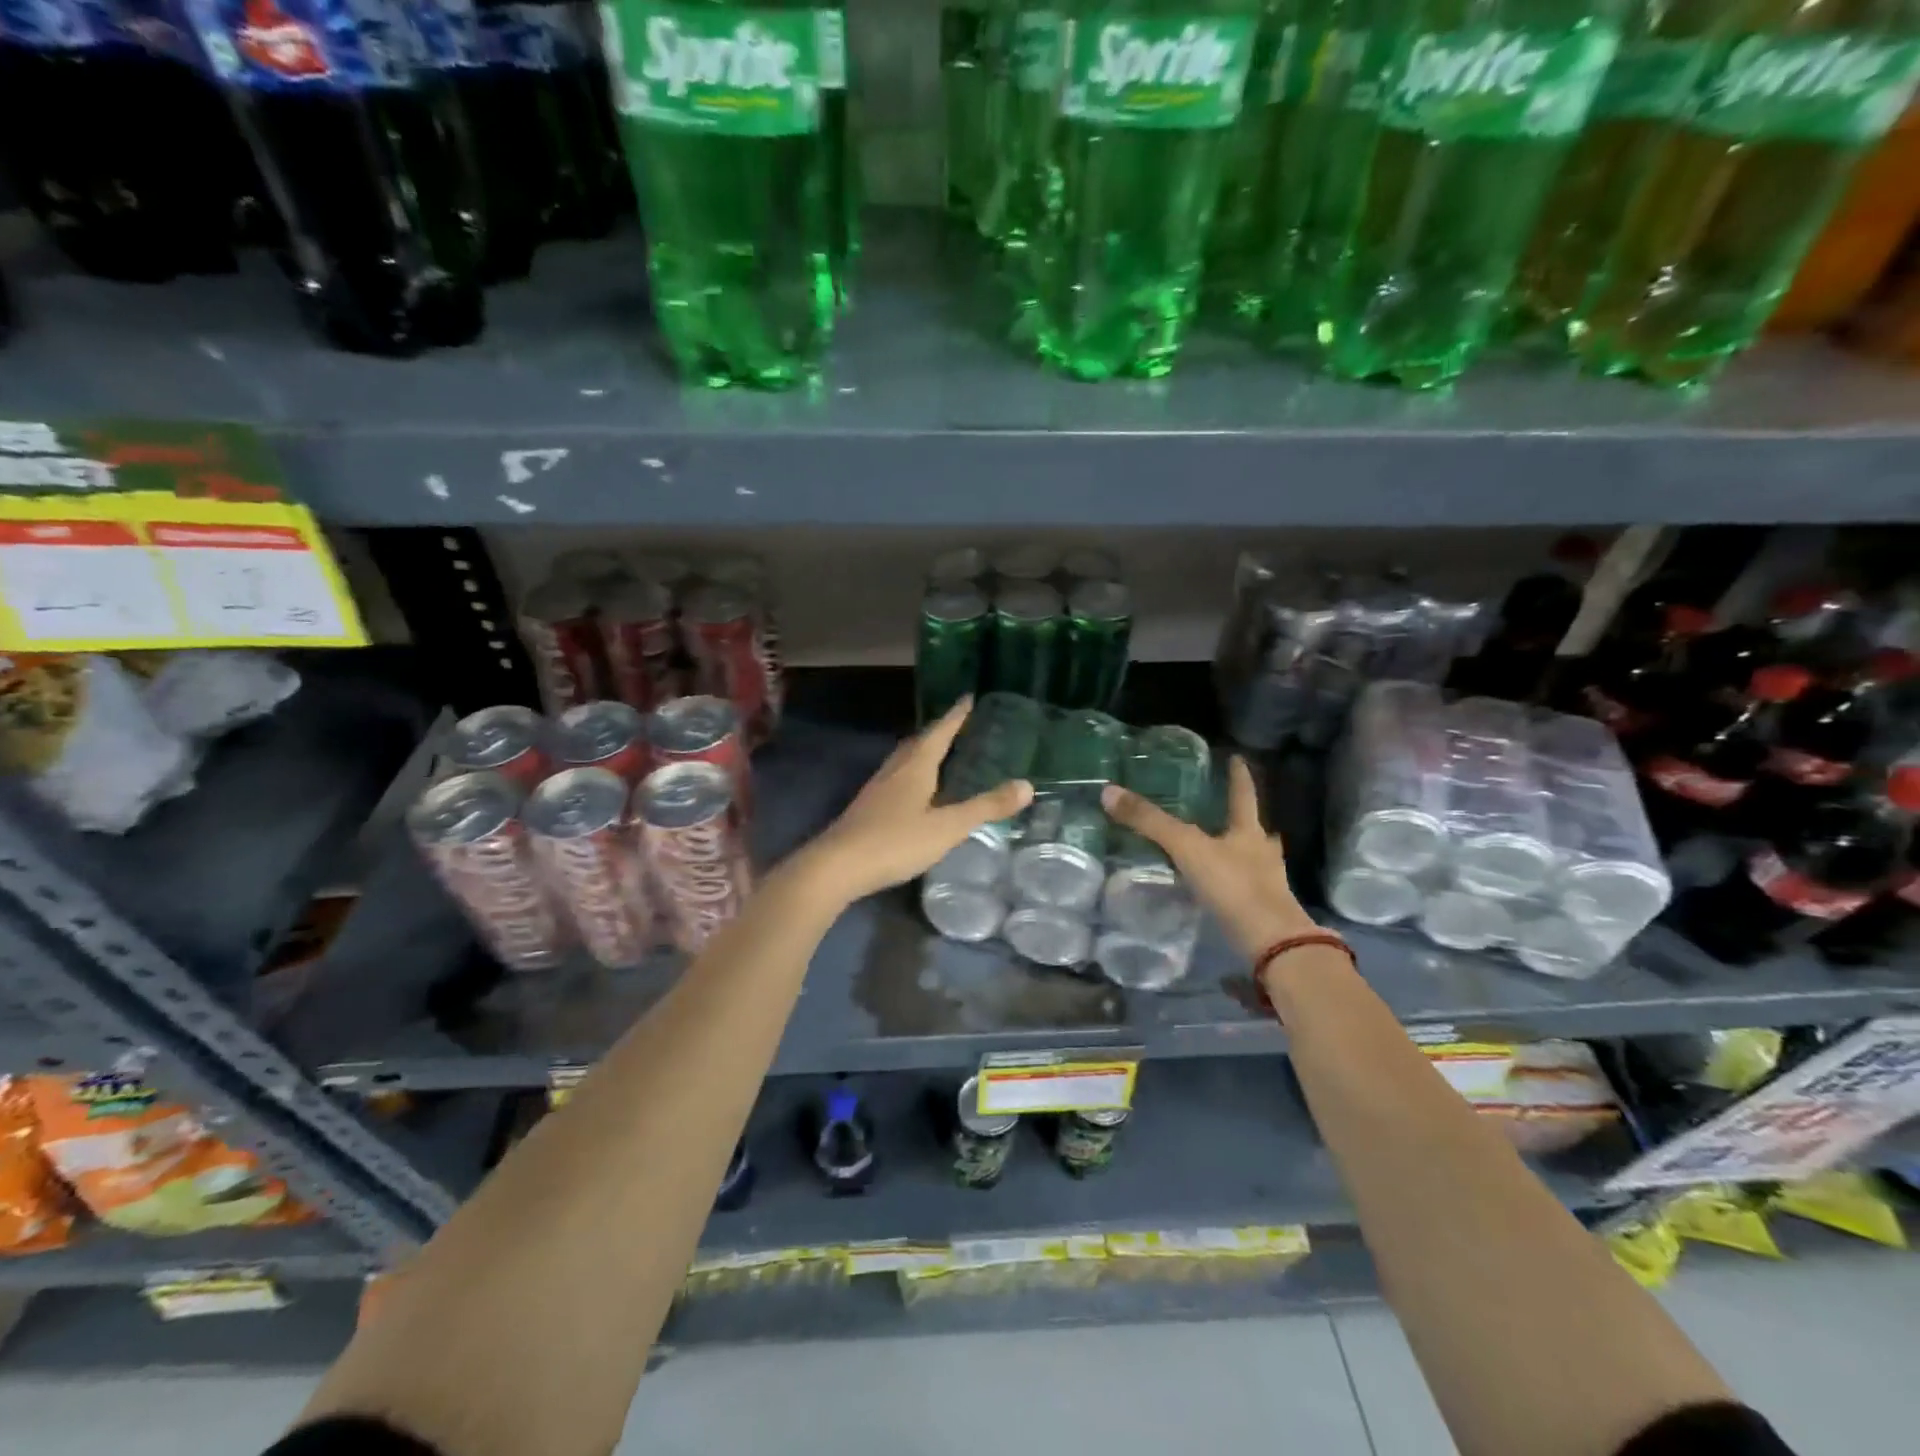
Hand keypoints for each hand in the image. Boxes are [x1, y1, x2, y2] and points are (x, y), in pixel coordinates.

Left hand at [802, 697, 1032, 903]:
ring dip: (922, 752)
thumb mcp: (948, 827)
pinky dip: (911, 775)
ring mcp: (877, 790)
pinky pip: (895, 780)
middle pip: (919, 743)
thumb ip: (985, 807)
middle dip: (939, 732)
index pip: (939, 733)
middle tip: (958, 725)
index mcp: (915, 767)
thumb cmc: (896, 841)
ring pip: (904, 761)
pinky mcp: (867, 809)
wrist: (838, 866)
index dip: (956, 716)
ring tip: (939, 753)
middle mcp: (894, 771)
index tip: (969, 698)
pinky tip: (914, 793)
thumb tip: (1027, 785)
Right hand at [1101, 757, 1316, 958]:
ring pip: (1254, 859)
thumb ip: (1150, 822)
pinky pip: (1247, 888)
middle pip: (1254, 829)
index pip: (1244, 795)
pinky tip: (1223, 889)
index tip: (1238, 759)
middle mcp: (1262, 852)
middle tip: (1229, 811)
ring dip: (1242, 852)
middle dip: (1244, 820)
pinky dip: (1235, 884)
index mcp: (1248, 832)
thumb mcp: (1186, 848)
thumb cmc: (1234, 885)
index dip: (1239, 777)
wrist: (1272, 942)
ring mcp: (1267, 883)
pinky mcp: (1262, 911)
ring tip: (1225, 850)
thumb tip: (1109, 791)